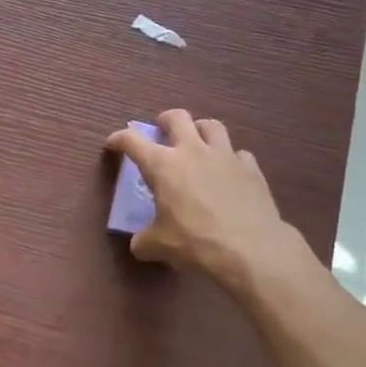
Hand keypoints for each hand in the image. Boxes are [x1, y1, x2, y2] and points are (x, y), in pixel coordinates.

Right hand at [105, 110, 295, 279]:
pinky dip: (231, 159)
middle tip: (162, 133)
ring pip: (211, 125)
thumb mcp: (159, 246)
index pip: (131, 140)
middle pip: (177, 117)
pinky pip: (239, 153)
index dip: (119, 139)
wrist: (250, 250)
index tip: (114, 144)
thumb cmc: (195, 242)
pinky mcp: (251, 168)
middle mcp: (192, 151)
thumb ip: (144, 240)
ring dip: (200, 131)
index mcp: (162, 165)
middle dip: (165, 121)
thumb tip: (140, 244)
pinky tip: (229, 173)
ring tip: (198, 144)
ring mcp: (225, 156)